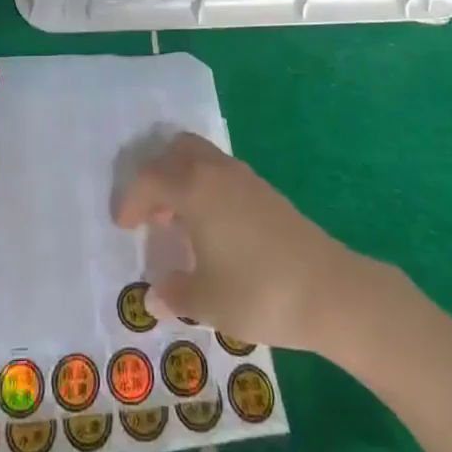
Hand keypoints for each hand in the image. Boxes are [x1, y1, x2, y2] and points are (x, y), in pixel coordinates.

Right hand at [112, 131, 361, 352]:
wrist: (328, 289)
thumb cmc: (258, 292)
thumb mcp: (206, 302)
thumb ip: (174, 294)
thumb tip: (153, 295)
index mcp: (194, 188)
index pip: (149, 178)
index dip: (131, 200)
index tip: (123, 226)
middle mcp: (215, 171)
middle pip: (176, 150)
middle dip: (156, 175)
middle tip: (151, 212)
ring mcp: (243, 176)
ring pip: (201, 156)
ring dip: (182, 178)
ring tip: (178, 220)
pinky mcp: (264, 190)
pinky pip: (220, 172)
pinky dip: (204, 186)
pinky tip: (211, 227)